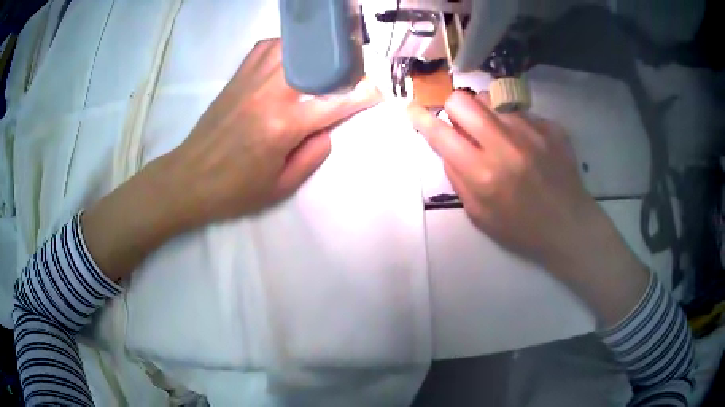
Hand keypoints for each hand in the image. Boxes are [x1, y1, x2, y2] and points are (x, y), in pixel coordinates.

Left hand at [83, 38, 379, 281]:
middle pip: (317, 62)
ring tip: (324, 64)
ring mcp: (251, 80)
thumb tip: (329, 128)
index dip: (363, 95)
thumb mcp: (281, 188)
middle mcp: (270, 93)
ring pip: (293, 47)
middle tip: (351, 76)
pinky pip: (266, 48)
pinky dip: (286, 47)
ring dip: (315, 52)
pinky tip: (292, 58)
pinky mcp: (237, 77)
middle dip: (343, 66)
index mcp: (284, 125)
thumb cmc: (234, 190)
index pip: (336, 100)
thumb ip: (312, 155)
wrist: (189, 178)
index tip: (375, 93)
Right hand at [409, 90, 595, 264]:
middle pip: (462, 100)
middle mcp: (505, 145)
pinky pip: (519, 111)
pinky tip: (526, 144)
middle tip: (463, 125)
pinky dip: (514, 123)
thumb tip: (447, 146)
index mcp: (482, 174)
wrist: (568, 225)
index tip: (413, 109)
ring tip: (499, 135)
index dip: (421, 118)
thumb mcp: (479, 215)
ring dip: (486, 114)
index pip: (441, 134)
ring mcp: (531, 131)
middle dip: (454, 109)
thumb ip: (458, 177)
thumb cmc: (521, 228)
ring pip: (491, 99)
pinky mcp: (550, 126)